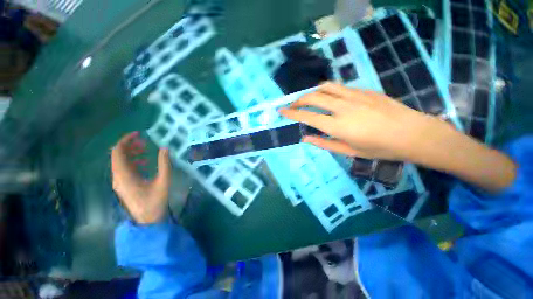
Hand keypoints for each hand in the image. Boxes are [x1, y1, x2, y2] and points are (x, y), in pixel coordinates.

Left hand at [111, 132, 170, 223]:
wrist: (147, 220)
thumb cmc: (155, 201)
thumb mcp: (163, 181)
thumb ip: (164, 164)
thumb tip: (165, 148)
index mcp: (124, 175)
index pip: (117, 152)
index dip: (126, 140)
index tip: (139, 134)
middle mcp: (117, 177)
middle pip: (117, 156)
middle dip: (130, 146)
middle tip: (145, 141)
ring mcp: (119, 182)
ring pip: (120, 162)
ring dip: (131, 153)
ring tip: (145, 149)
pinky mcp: (123, 186)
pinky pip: (124, 169)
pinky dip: (133, 162)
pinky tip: (145, 162)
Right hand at [279, 82, 447, 161]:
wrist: (413, 133)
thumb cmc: (380, 148)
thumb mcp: (349, 151)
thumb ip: (324, 143)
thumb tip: (305, 138)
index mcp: (338, 126)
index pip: (307, 116)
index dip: (291, 113)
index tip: (281, 111)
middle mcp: (342, 107)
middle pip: (313, 97)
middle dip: (298, 100)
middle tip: (292, 105)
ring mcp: (354, 96)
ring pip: (325, 87)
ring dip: (312, 92)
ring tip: (308, 99)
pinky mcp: (363, 90)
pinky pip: (339, 87)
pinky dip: (327, 90)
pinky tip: (328, 97)